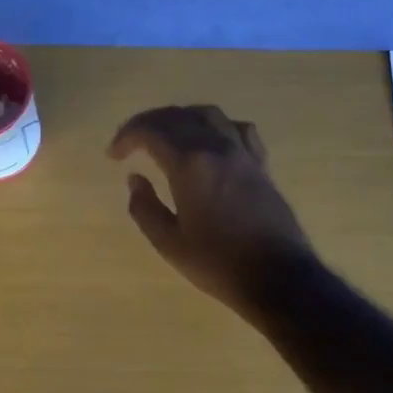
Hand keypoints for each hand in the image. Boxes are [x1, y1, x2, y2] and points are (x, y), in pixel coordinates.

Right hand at [108, 105, 315, 318]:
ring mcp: (243, 153)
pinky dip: (216, 126)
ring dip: (181, 117)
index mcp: (190, 164)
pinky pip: (237, 128)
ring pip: (209, 114)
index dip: (127, 136)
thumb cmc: (218, 264)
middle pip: (178, 116)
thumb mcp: (170, 243)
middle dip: (149, 123)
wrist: (278, 277)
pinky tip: (210, 141)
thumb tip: (136, 179)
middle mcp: (217, 147)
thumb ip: (145, 208)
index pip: (151, 131)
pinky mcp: (261, 164)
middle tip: (131, 142)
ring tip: (166, 135)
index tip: (114, 155)